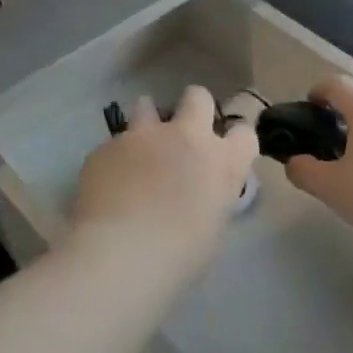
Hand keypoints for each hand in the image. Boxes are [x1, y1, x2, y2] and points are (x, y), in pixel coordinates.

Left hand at [71, 87, 257, 263]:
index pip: (244, 133)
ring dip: (147, 122)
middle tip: (183, 135)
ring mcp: (144, 135)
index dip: (234, 140)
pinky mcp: (109, 144)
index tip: (224, 152)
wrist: (120, 252)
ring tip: (139, 150)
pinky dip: (116, 157)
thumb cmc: (177, 256)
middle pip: (198, 97)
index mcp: (221, 162)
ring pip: (147, 105)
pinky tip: (109, 183)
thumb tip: (198, 190)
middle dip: (193, 108)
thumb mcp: (211, 227)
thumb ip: (209, 195)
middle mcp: (185, 136)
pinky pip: (115, 142)